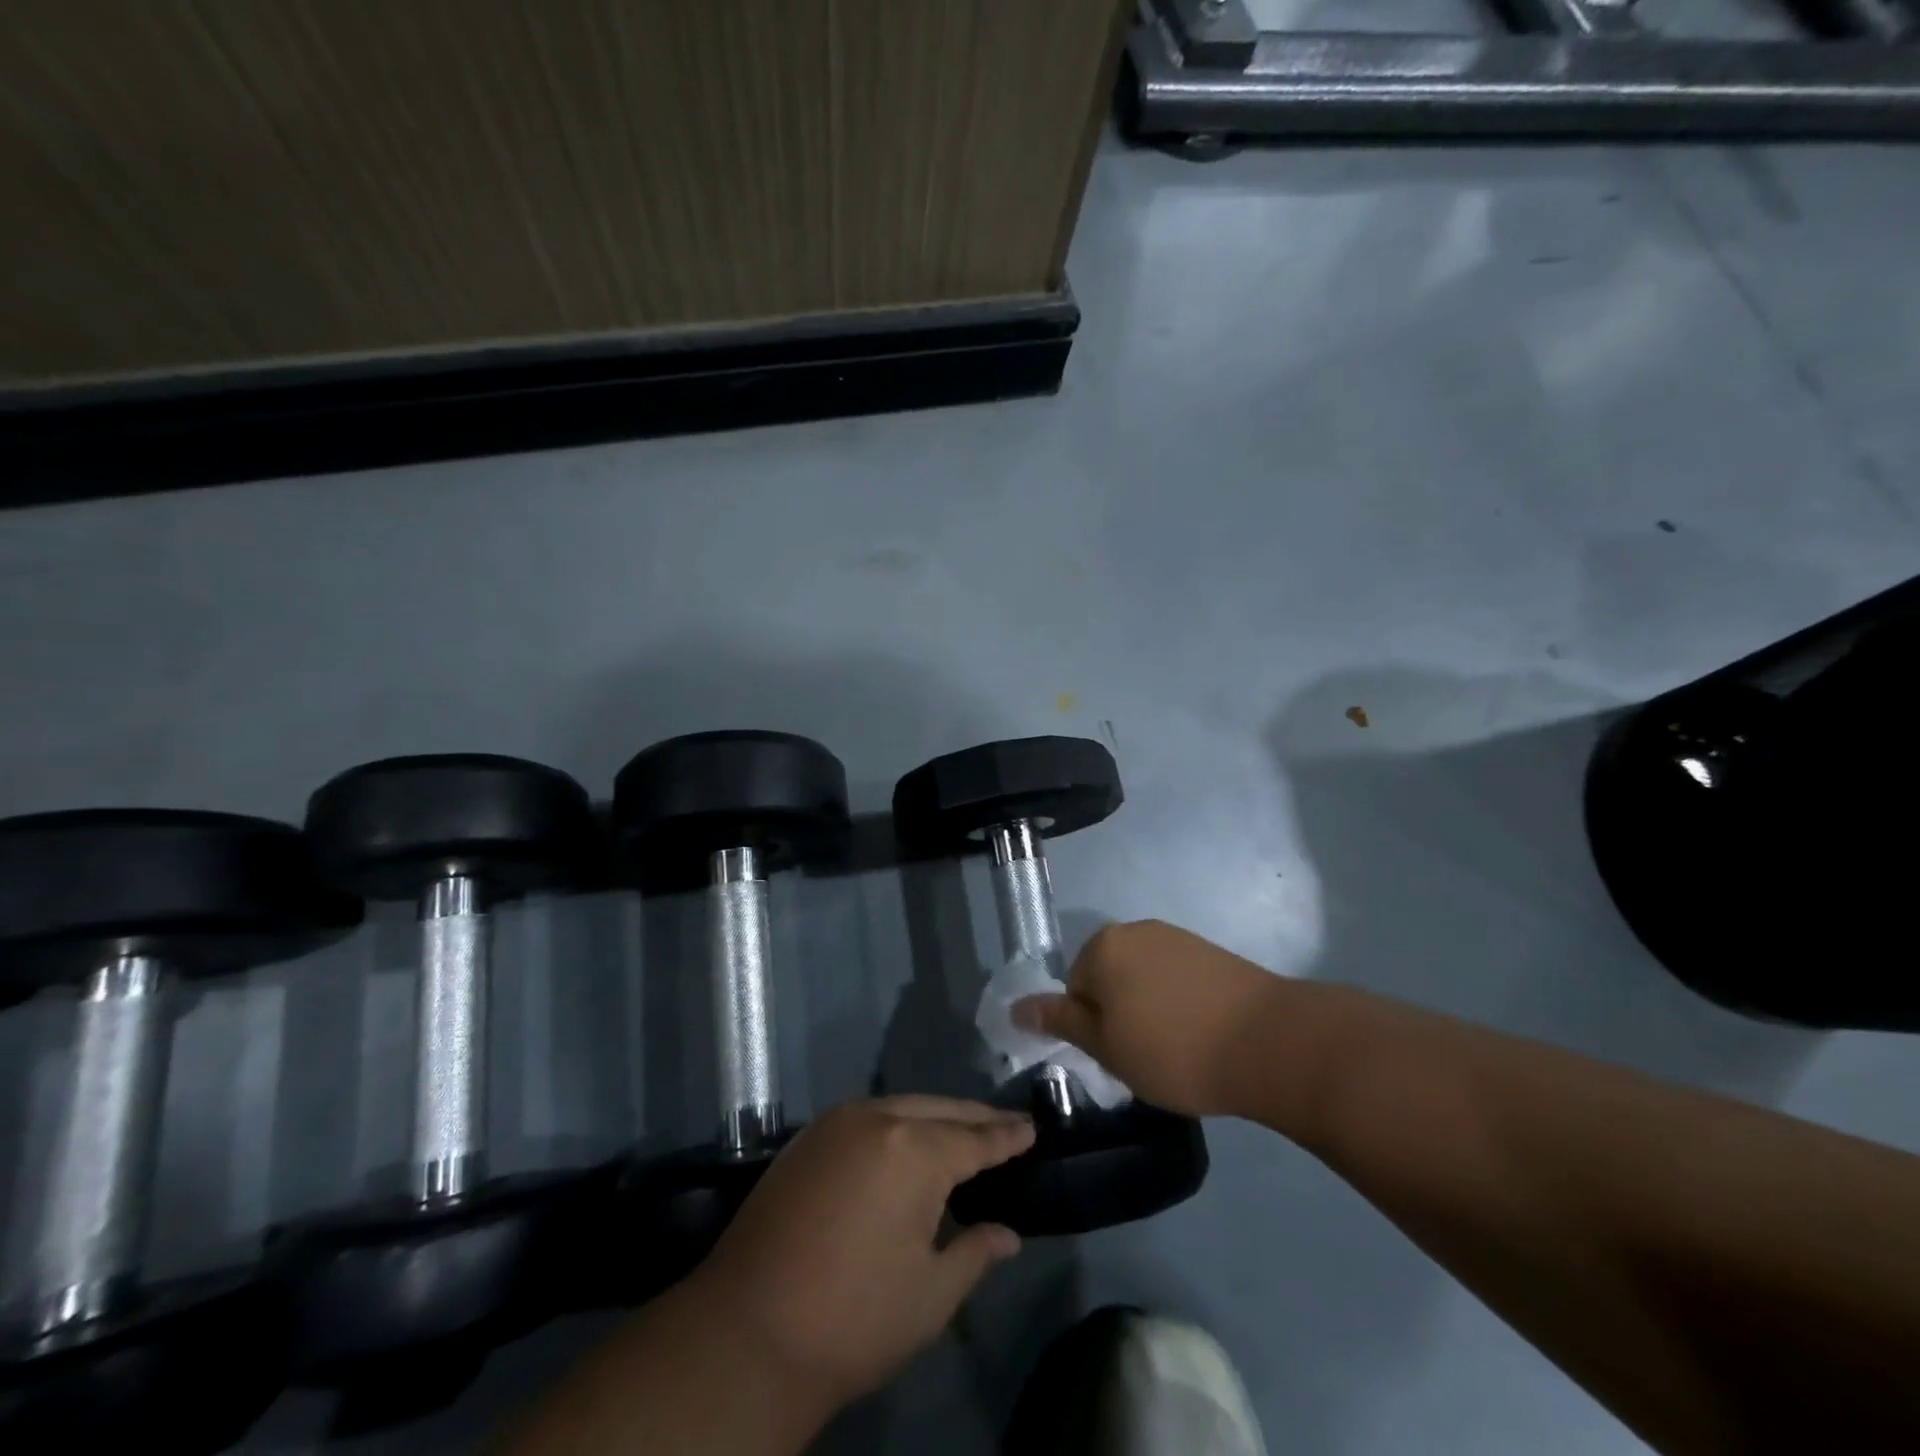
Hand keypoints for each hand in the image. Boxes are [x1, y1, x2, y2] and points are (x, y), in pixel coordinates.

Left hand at [689, 1097, 1034, 1413]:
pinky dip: (898, 1124)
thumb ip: (974, 1253)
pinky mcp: (807, 1139)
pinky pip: (869, 1117)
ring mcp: (836, 1124)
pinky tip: (908, 1143)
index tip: (1031, 1127)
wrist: (746, 1332)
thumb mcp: (930, 1296)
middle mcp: (876, 1119)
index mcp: (914, 1151)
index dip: (1006, 1136)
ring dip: (936, 1116)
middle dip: (975, 1118)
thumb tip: (1008, 1234)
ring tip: (963, 1130)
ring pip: (901, 1107)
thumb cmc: (852, 1319)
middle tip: (1005, 1126)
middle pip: (939, 1110)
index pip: (975, 1138)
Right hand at [1013, 920, 1281, 1115]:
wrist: (1268, 1042)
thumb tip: (1016, 1008)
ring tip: (1177, 1047)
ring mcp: (1176, 937)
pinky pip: (1176, 978)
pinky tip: (1201, 1031)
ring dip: (1149, 1009)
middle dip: (1119, 1015)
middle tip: (1145, 1056)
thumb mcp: (1106, 1046)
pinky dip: (1179, 1003)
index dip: (1092, 1029)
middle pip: (1108, 978)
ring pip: (1143, 979)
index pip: (1074, 989)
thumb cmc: (1173, 1049)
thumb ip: (1060, 1021)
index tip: (1119, 1057)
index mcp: (1102, 946)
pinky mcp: (1211, 951)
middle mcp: (1135, 929)